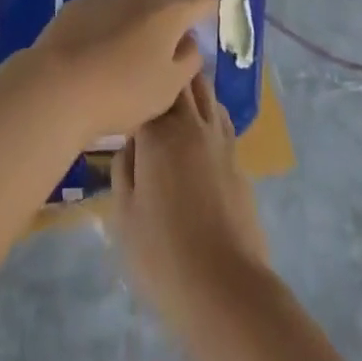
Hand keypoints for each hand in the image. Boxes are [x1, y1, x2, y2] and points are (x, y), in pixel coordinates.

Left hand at [21, 0, 215, 146]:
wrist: (57, 86)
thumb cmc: (121, 92)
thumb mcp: (167, 89)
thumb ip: (187, 60)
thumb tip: (190, 41)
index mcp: (169, 11)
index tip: (217, 7)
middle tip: (182, 14)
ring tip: (141, 31)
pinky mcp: (81, 0)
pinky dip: (116, 9)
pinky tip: (106, 36)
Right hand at [110, 74, 268, 324]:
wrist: (225, 289)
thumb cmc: (163, 255)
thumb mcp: (124, 216)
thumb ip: (123, 168)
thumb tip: (129, 142)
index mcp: (158, 133)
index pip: (145, 88)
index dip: (135, 84)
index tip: (124, 88)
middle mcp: (191, 124)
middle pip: (180, 79)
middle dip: (166, 72)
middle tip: (149, 76)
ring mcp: (219, 139)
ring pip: (205, 91)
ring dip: (190, 85)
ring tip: (175, 91)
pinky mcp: (238, 159)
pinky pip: (221, 117)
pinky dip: (209, 110)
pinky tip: (200, 126)